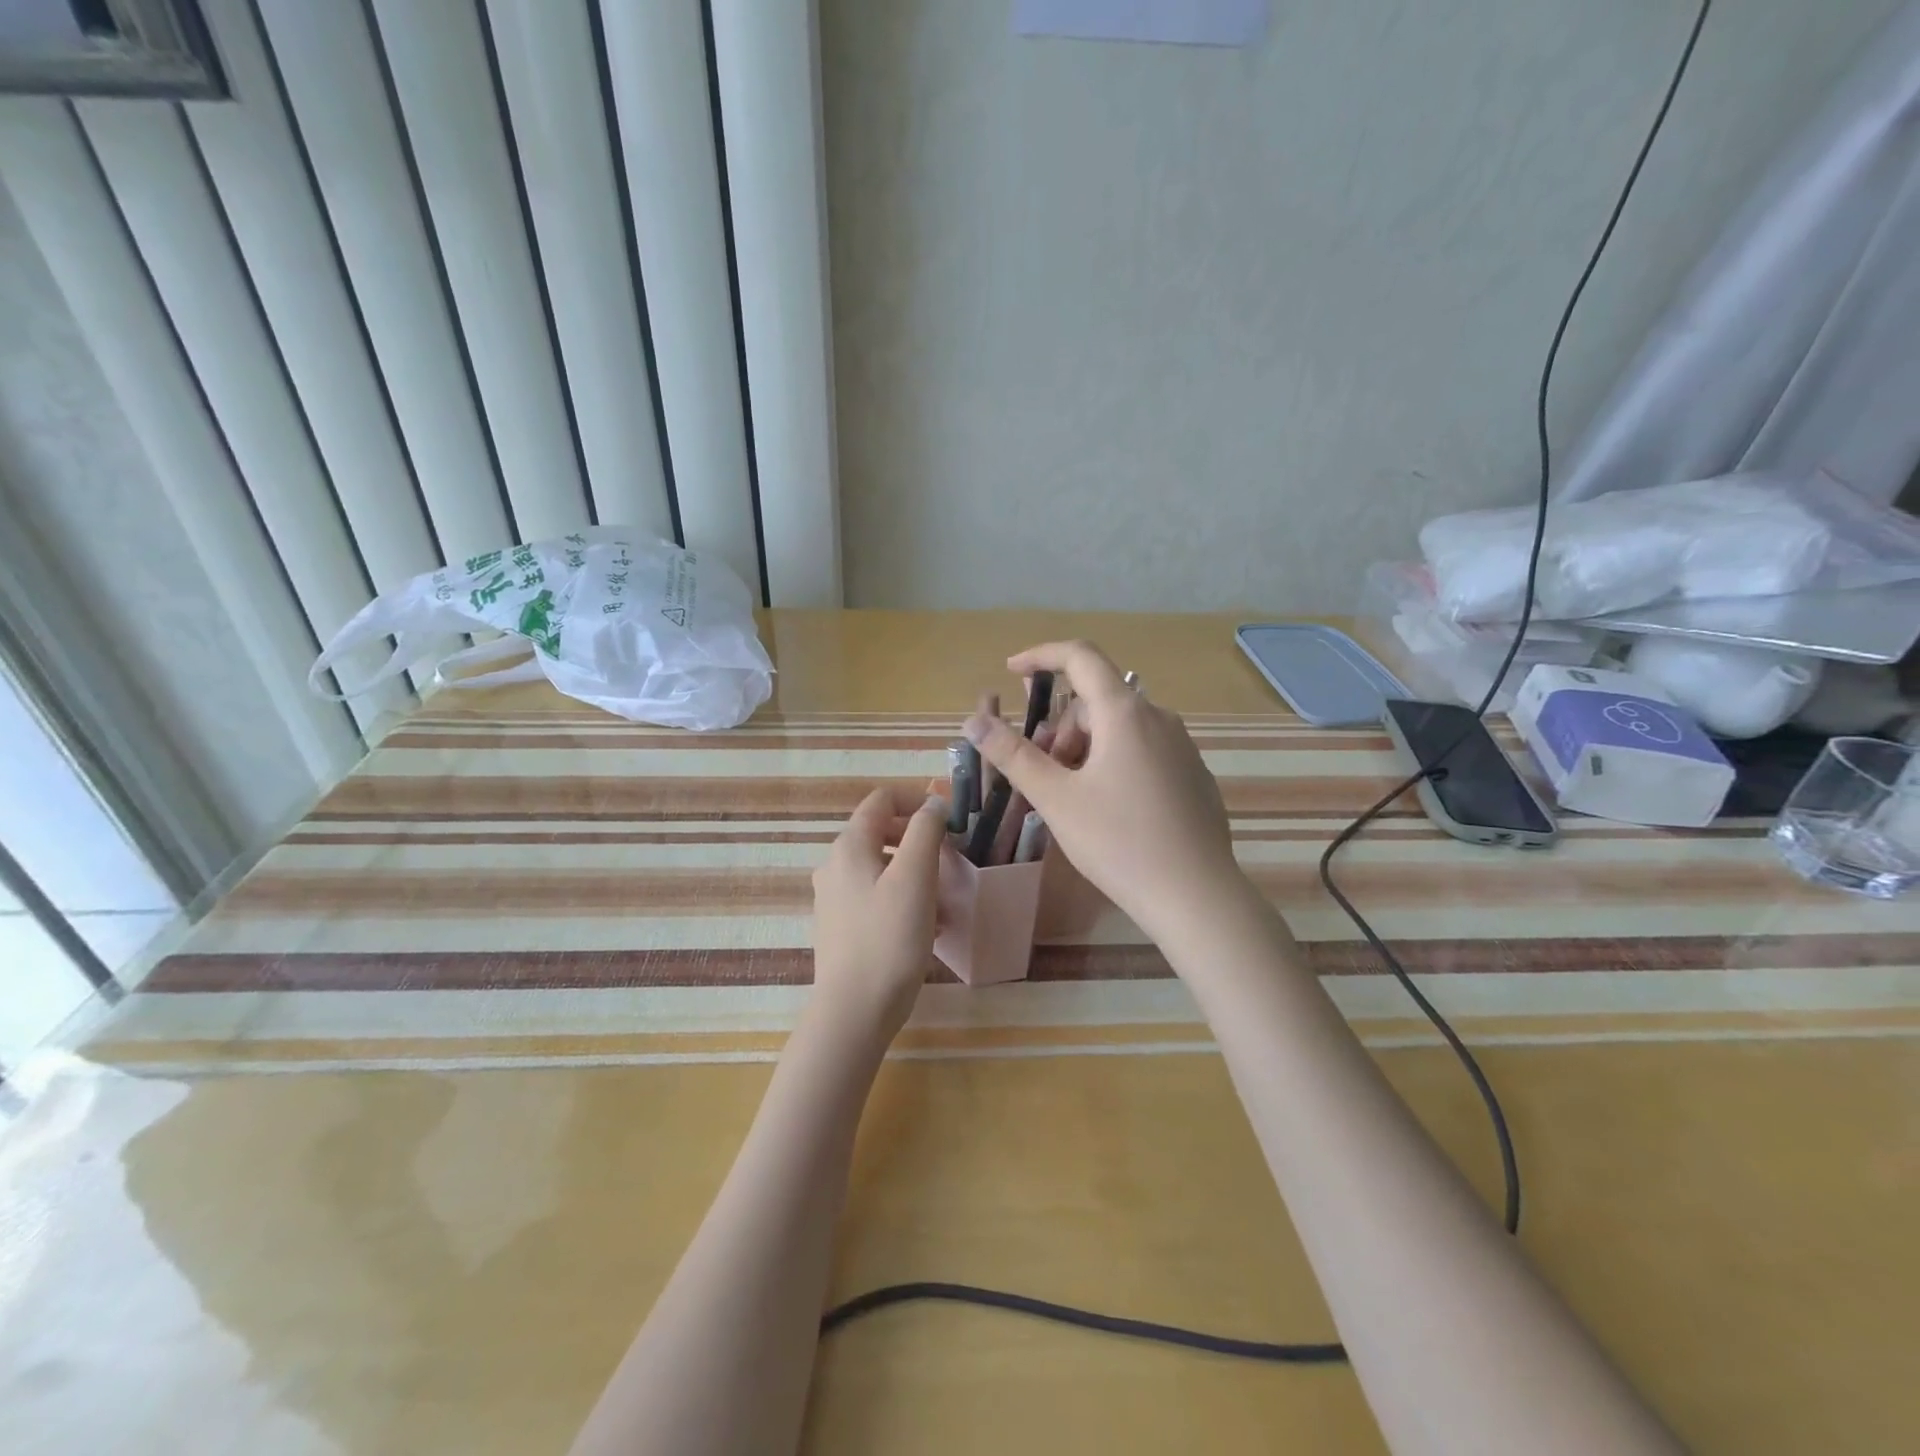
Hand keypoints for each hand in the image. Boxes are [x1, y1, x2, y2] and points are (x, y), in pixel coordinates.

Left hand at [809, 787, 948, 1044]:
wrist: (854, 1011)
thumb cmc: (889, 938)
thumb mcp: (915, 877)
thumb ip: (924, 831)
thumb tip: (932, 803)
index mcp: (849, 846)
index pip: (881, 800)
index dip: (917, 801)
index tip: (950, 822)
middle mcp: (834, 865)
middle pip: (881, 833)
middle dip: (919, 842)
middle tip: (951, 861)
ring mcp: (834, 898)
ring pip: (882, 868)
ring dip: (916, 874)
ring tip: (945, 902)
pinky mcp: (841, 926)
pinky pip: (877, 897)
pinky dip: (904, 900)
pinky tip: (928, 928)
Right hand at [965, 641, 1246, 942]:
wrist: (1196, 895)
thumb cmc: (1119, 842)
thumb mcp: (1056, 799)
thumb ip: (1013, 755)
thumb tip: (974, 720)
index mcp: (1124, 713)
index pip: (1080, 656)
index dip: (1041, 656)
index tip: (1012, 672)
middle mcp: (1158, 718)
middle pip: (1096, 702)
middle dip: (1060, 729)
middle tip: (1042, 776)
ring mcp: (1181, 746)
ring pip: (1119, 729)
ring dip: (1085, 749)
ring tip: (1073, 799)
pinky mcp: (1192, 774)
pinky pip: (1142, 750)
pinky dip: (1113, 763)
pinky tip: (1110, 812)